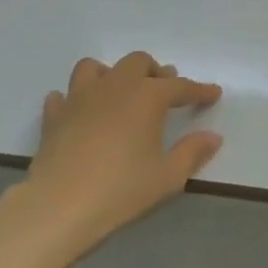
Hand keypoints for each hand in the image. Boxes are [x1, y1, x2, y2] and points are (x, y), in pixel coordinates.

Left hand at [0, 52, 222, 267]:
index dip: (199, 90)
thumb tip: (212, 136)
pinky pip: (64, 96)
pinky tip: (81, 113)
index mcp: (146, 97)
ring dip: (112, 74)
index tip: (213, 93)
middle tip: (165, 90)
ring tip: (120, 93)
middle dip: (155, 72)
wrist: (61, 204)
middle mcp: (114, 86)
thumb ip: (192, 152)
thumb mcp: (168, 177)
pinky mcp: (55, 115)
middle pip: (137, 63)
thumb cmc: (122, 190)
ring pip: (95, 68)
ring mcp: (79, 97)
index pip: (179, 86)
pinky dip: (75, 99)